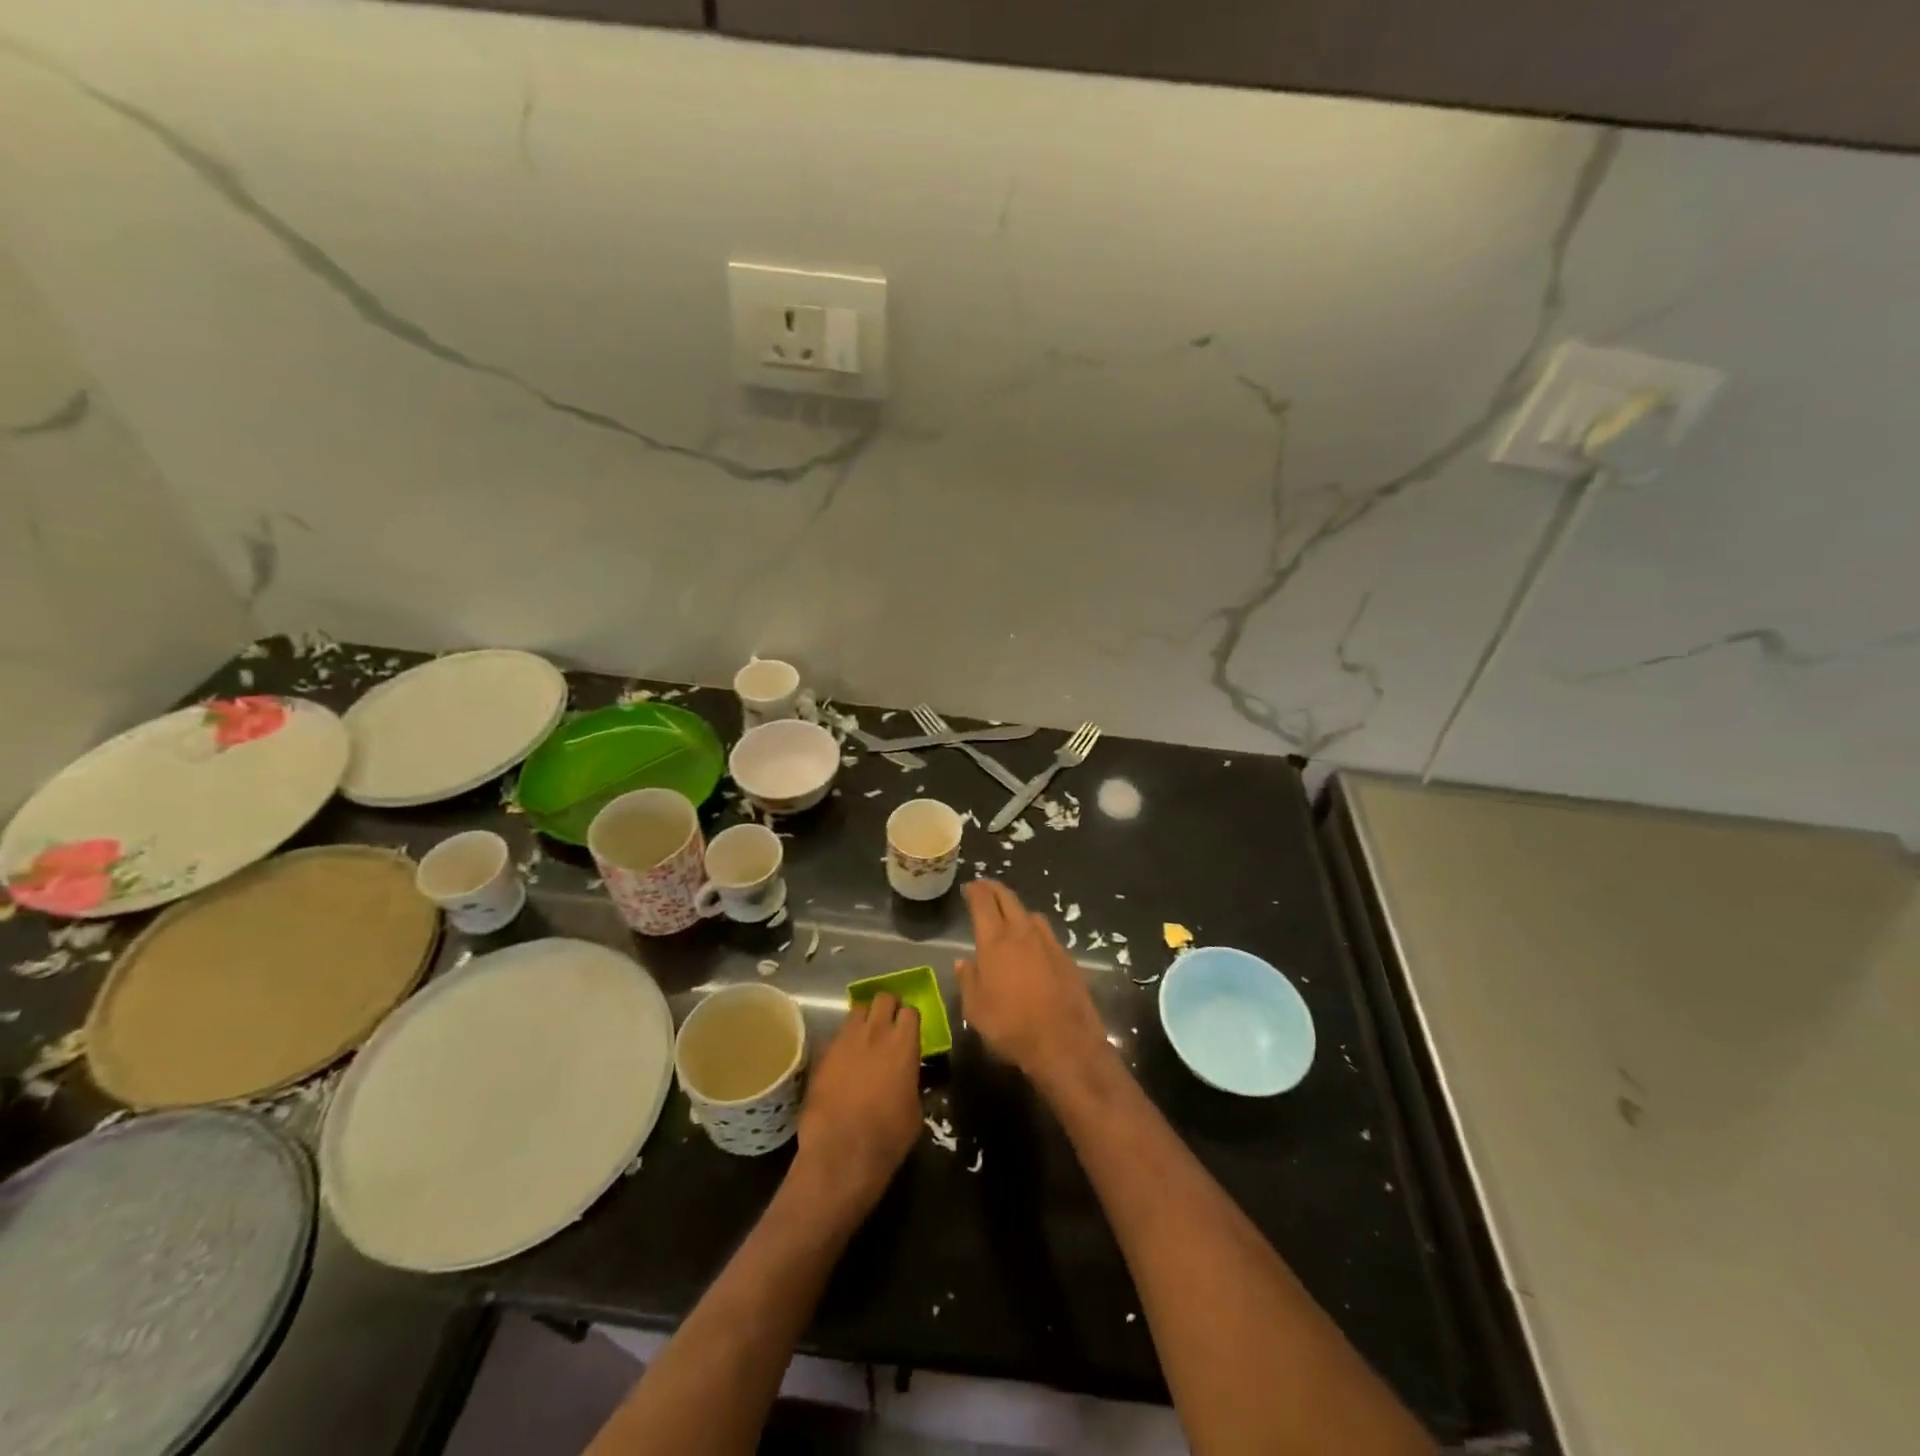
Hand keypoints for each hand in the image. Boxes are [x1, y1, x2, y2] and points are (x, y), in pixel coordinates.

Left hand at [793, 993, 922, 1216]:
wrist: (841, 1152)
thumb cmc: (888, 1136)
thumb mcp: (914, 1109)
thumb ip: (911, 1080)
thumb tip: (905, 1075)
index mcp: (904, 1044)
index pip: (911, 1011)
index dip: (910, 1019)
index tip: (909, 1030)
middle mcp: (876, 1032)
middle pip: (883, 998)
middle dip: (888, 1007)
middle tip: (889, 1024)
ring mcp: (846, 1040)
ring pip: (857, 1011)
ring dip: (864, 1020)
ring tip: (865, 1038)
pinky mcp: (823, 1053)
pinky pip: (837, 1035)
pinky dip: (844, 1042)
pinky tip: (844, 1060)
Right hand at [957, 881, 1117, 1098]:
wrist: (1064, 1041)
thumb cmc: (1010, 1025)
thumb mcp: (975, 1009)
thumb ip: (968, 980)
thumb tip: (963, 962)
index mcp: (995, 940)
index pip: (983, 902)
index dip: (975, 890)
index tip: (970, 887)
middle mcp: (1022, 932)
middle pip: (1008, 899)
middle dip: (994, 889)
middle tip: (985, 888)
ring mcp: (1048, 942)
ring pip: (1030, 914)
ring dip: (1016, 909)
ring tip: (1009, 916)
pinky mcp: (1066, 957)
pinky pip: (1046, 933)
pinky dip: (1034, 930)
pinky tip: (1032, 944)